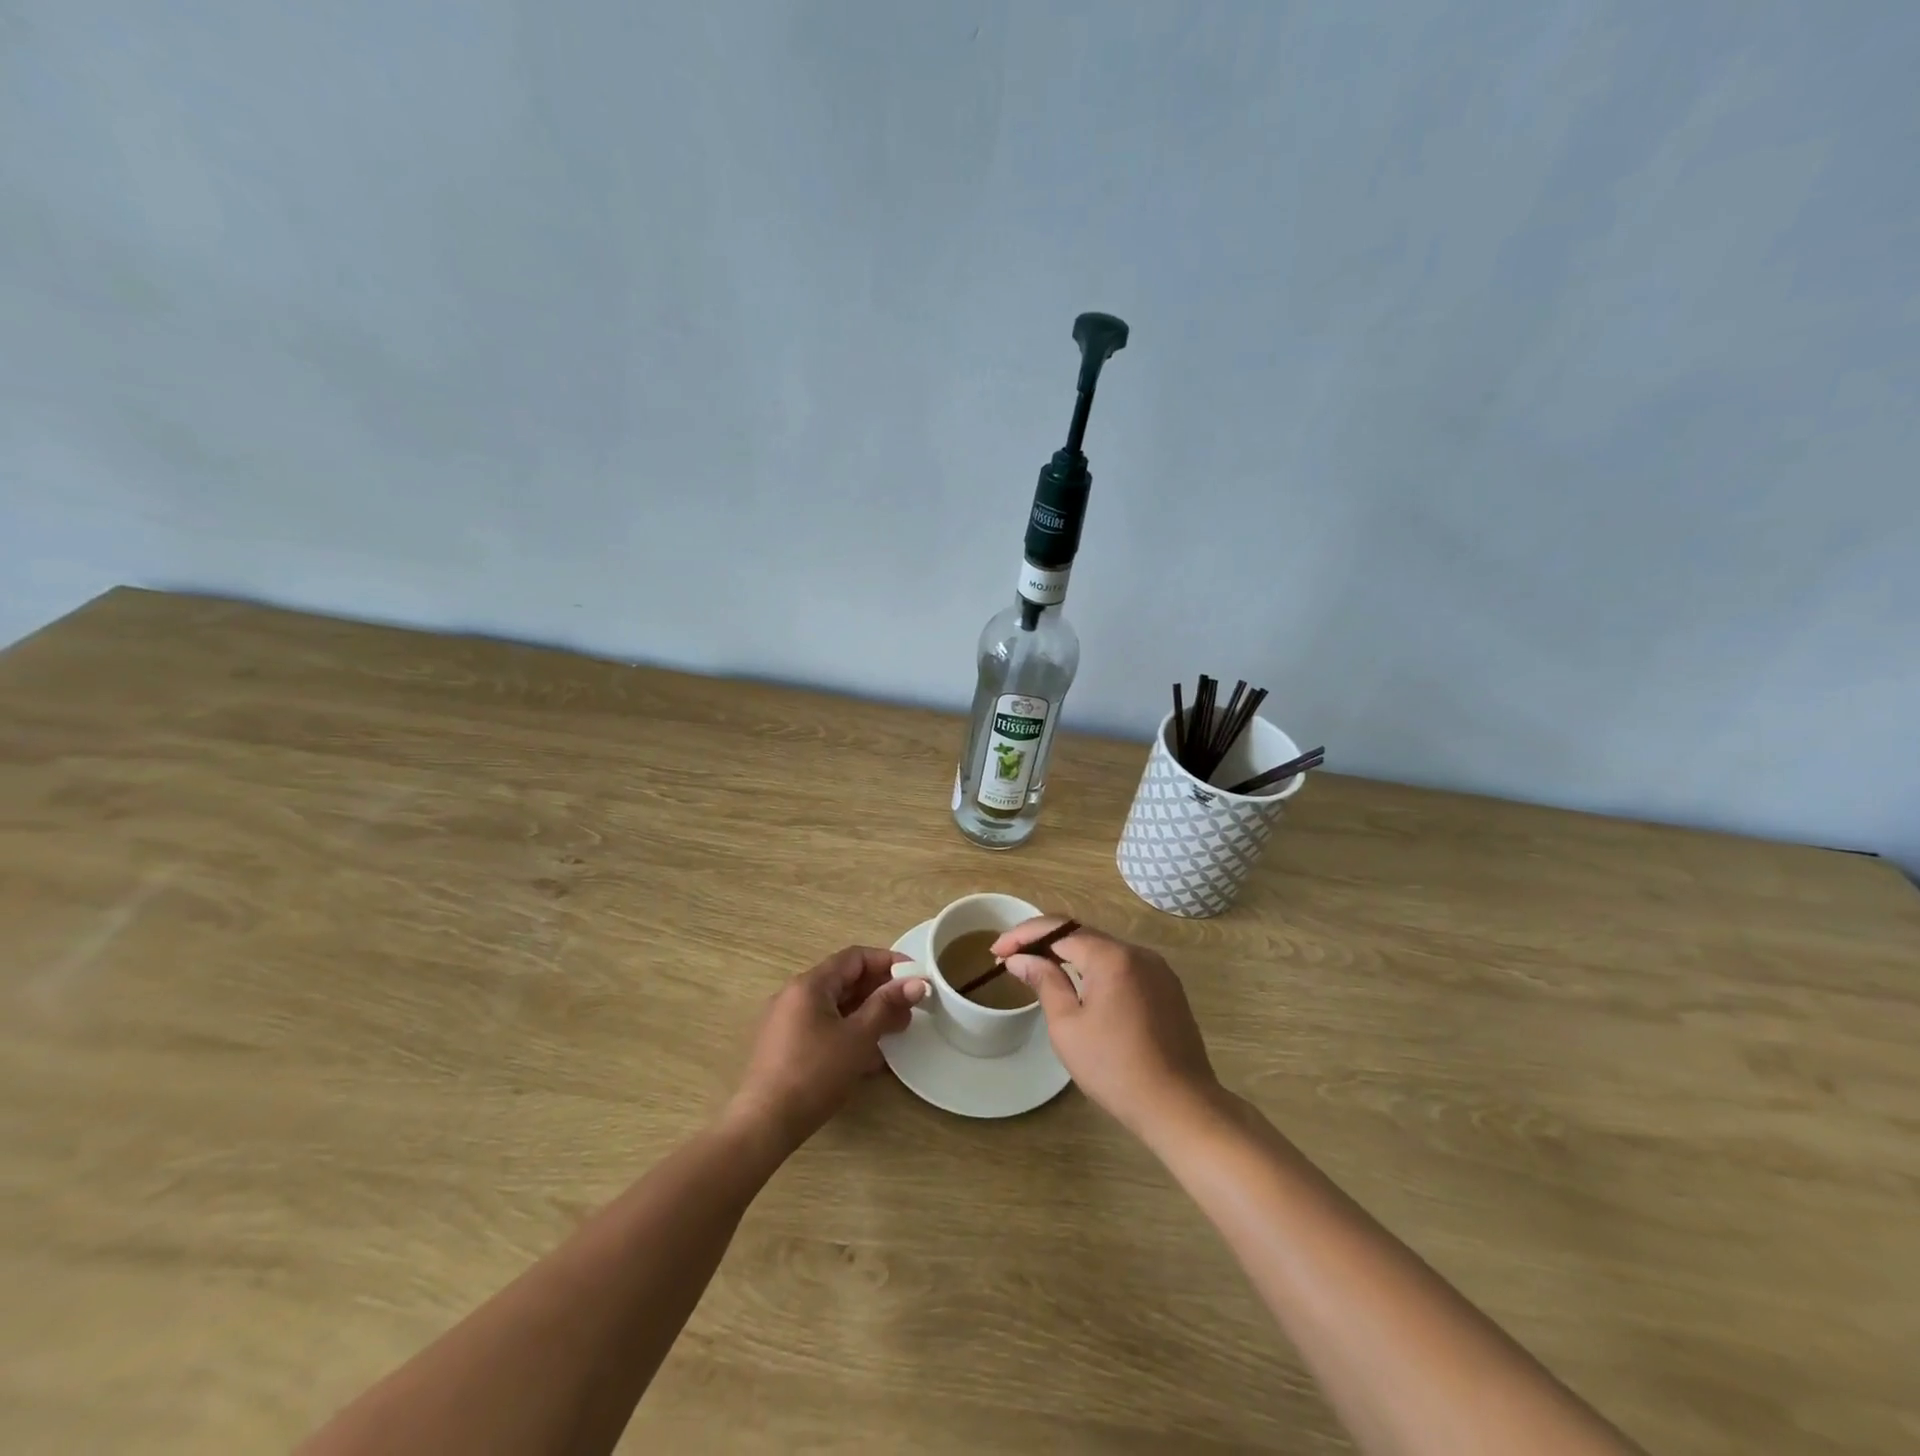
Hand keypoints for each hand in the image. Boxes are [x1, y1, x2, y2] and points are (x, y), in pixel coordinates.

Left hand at [727, 946, 928, 1152]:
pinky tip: (870, 1054)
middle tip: (910, 1008)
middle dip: (881, 991)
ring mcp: (788, 1021)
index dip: (888, 961)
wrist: (765, 1124)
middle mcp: (795, 995)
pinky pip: (824, 1026)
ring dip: (868, 1013)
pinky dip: (849, 1031)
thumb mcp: (857, 1037)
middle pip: (845, 981)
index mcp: (810, 984)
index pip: (855, 957)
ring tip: (896, 1030)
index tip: (916, 975)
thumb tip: (917, 982)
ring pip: (836, 1006)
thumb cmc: (814, 1073)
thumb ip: (887, 1005)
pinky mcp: (786, 1046)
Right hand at [992, 917, 1221, 1141]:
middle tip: (1013, 959)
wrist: (1180, 1106)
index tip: (997, 952)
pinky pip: (1124, 967)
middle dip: (1045, 943)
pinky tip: (1080, 987)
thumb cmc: (1115, 1068)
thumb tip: (1021, 959)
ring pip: (1104, 950)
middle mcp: (1138, 952)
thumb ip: (1044, 982)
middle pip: (1082, 935)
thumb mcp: (1068, 1026)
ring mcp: (1158, 969)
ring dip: (1070, 956)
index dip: (1023, 936)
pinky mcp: (1168, 989)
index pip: (1058, 929)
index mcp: (1112, 956)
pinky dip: (1096, 970)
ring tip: (1040, 970)